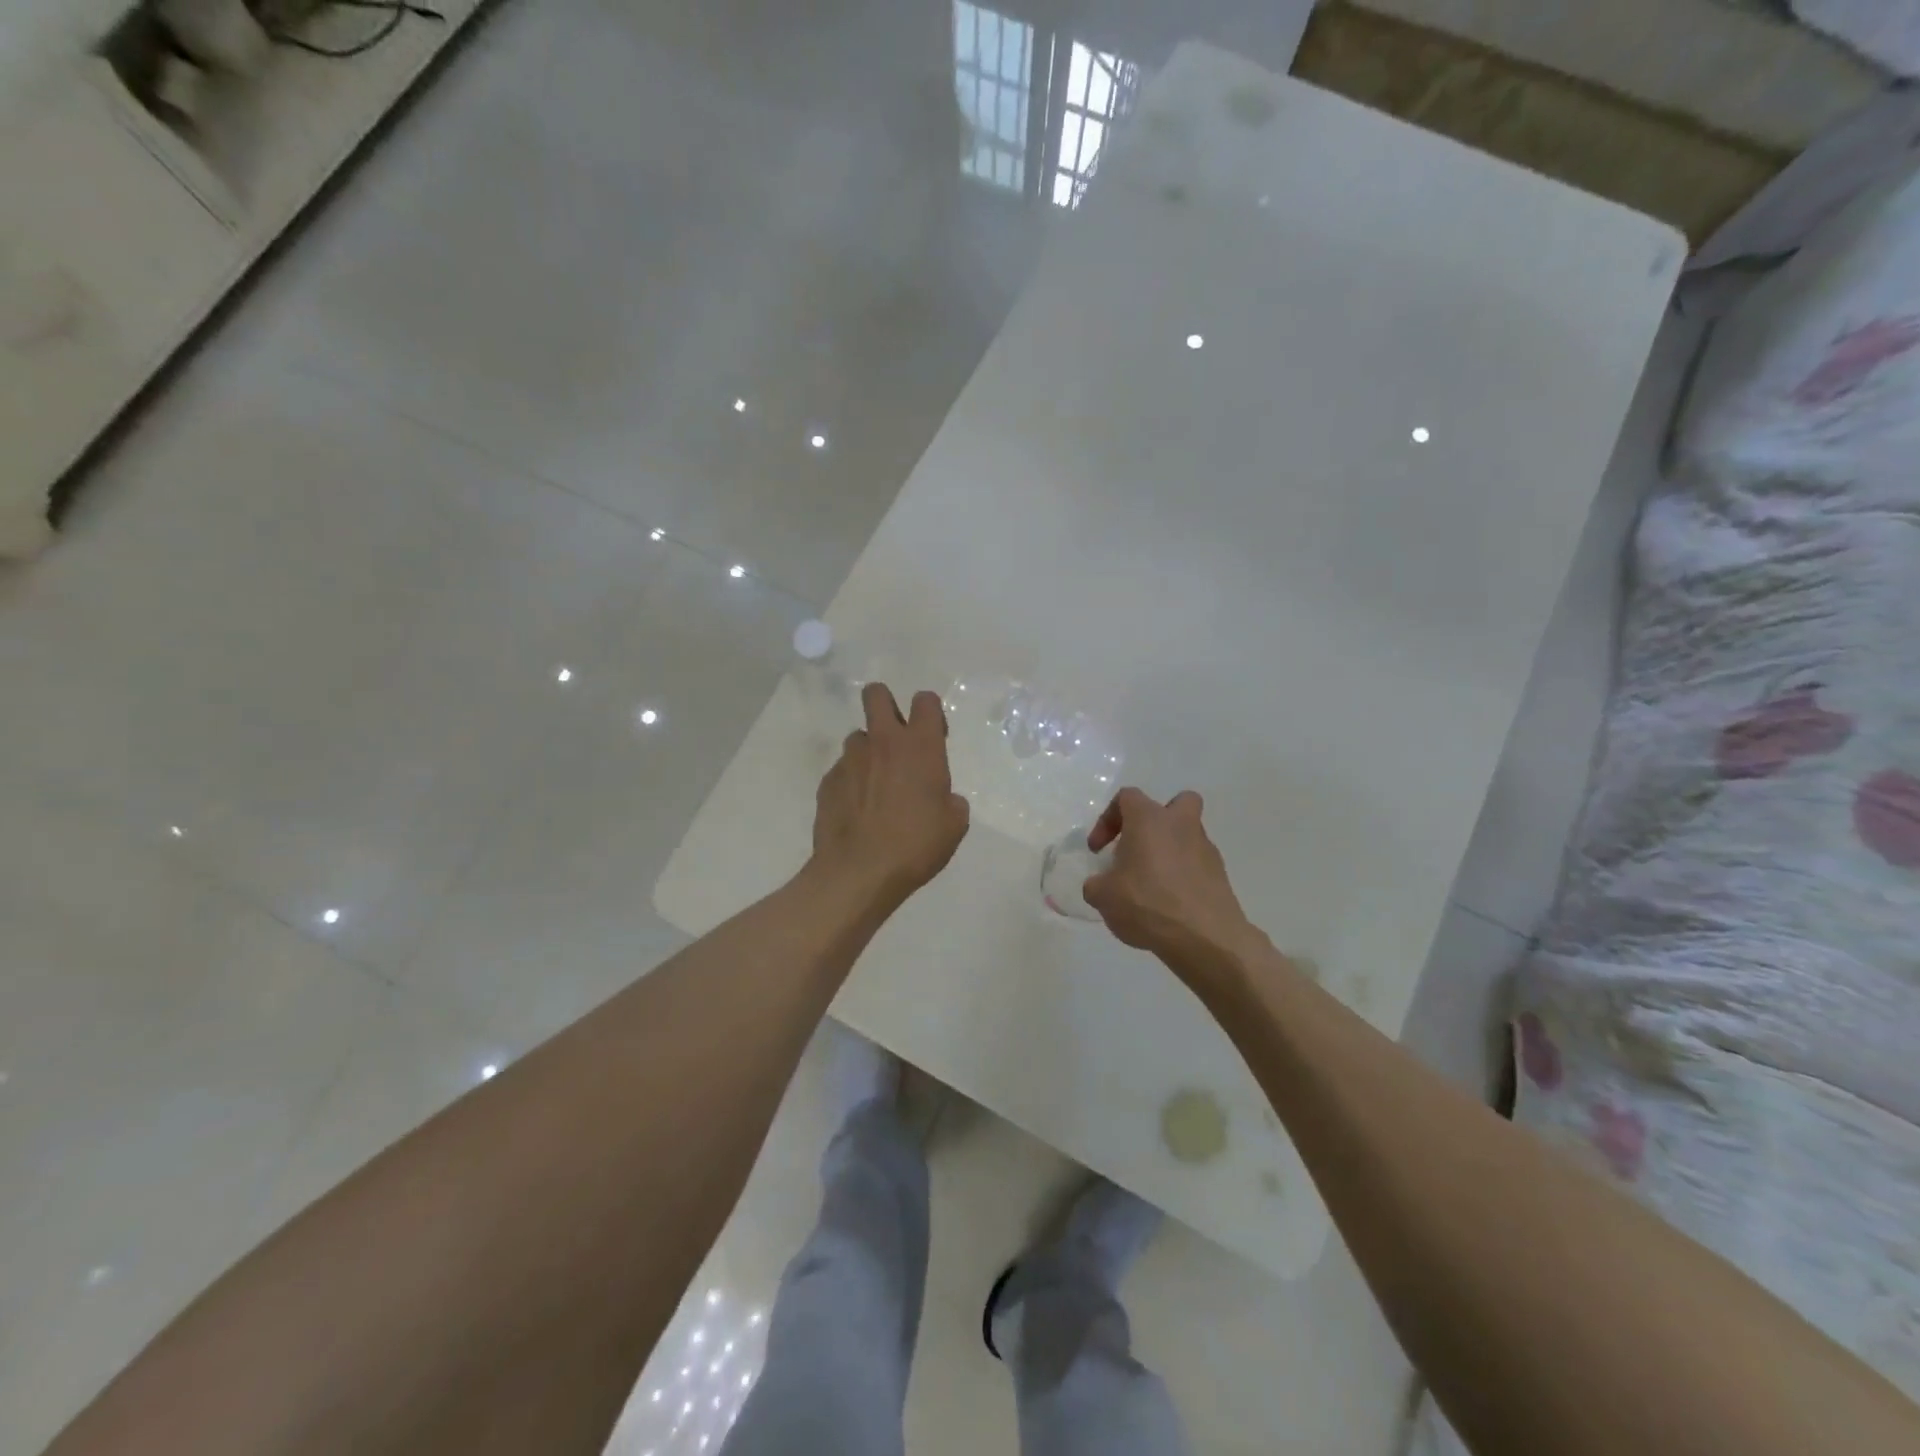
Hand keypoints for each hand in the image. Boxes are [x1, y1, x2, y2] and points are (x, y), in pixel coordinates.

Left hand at [812, 682, 969, 904]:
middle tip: (896, 738)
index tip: (933, 736)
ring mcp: (850, 760)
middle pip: (876, 694)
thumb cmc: (916, 845)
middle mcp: (883, 742)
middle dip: (886, 704)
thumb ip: (950, 801)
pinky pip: (843, 770)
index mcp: (920, 747)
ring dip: (869, 752)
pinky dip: (852, 782)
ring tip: (875, 786)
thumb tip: (942, 799)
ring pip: (858, 737)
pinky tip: (857, 810)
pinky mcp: (828, 781)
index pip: (926, 701)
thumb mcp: (953, 825)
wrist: (860, 872)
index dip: (930, 712)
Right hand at [1082, 788, 1256, 973]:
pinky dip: (1183, 876)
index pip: (1126, 797)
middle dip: (1159, 819)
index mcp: (1149, 820)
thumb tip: (1100, 885)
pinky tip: (1169, 904)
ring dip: (1170, 851)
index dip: (1107, 819)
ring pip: (1188, 836)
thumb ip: (1096, 885)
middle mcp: (1181, 825)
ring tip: (1151, 886)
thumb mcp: (1103, 896)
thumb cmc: (1147, 903)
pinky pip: (1197, 864)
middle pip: (1177, 802)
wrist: (1204, 937)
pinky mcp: (1220, 875)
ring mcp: (1206, 849)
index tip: (1098, 850)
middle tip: (1141, 845)